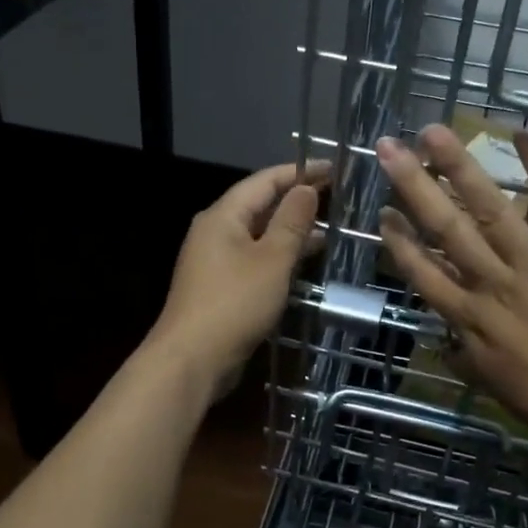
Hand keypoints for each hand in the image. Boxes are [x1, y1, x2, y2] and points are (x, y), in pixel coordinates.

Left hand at [147, 159, 330, 397]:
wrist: (192, 359)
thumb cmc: (234, 303)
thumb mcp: (272, 260)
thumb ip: (292, 222)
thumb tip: (306, 189)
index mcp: (223, 216)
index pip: (264, 181)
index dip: (299, 172)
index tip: (332, 168)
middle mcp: (215, 232)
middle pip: (259, 205)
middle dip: (296, 201)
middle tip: (335, 197)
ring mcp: (214, 260)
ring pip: (258, 235)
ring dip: (290, 231)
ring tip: (329, 231)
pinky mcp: (219, 287)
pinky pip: (253, 259)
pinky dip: (278, 256)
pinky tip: (302, 264)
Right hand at [375, 125, 527, 454]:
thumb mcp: (488, 382)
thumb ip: (463, 351)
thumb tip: (445, 335)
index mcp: (468, 317)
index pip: (421, 271)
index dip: (397, 240)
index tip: (380, 211)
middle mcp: (492, 283)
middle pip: (444, 228)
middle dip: (412, 185)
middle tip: (387, 147)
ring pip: (489, 208)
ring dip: (458, 167)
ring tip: (433, 132)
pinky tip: (524, 134)